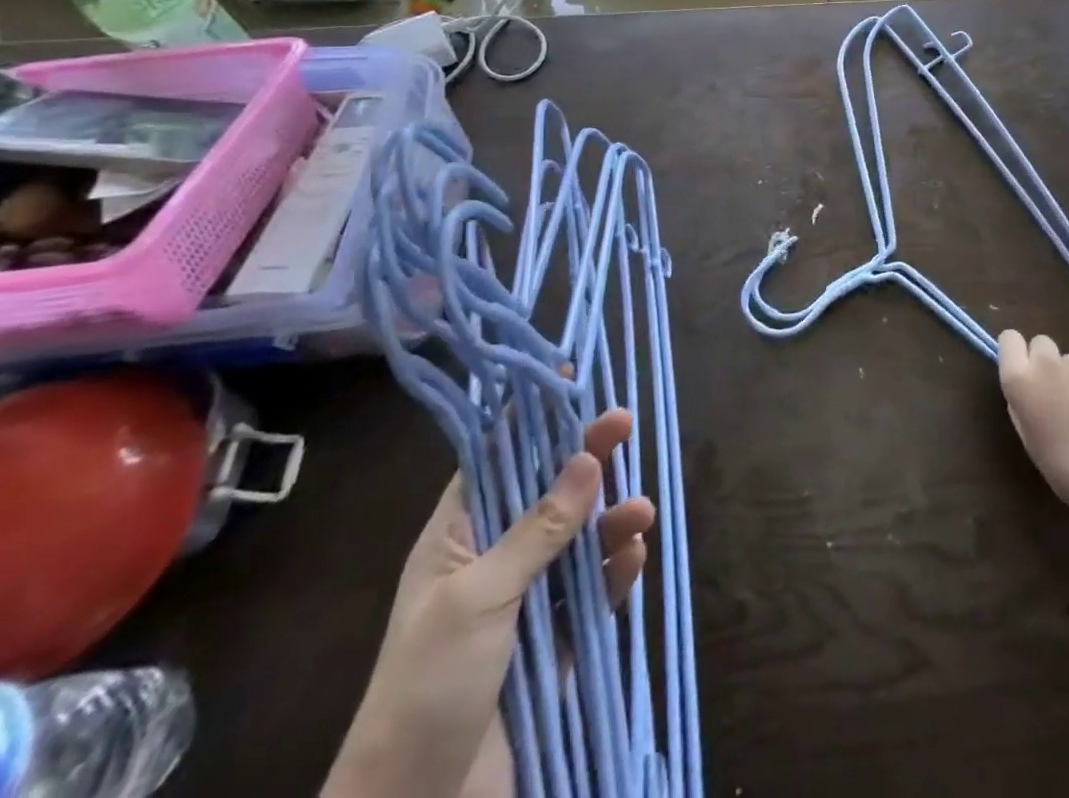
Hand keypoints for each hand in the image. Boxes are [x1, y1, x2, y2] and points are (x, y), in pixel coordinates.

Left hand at [326, 409, 654, 797]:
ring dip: (610, 521)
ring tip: (640, 513)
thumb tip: (587, 460)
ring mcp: (529, 600)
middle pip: (549, 492)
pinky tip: (634, 558)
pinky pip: (594, 591)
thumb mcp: (477, 599)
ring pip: (579, 540)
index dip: (531, 421)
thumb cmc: (428, 686)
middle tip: (625, 422)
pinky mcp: (558, 640)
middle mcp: (496, 559)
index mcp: (459, 538)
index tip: (570, 382)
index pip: (498, 461)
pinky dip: (615, 572)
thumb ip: (537, 530)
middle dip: (586, 459)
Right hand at [998, 330, 1068, 540]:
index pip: (1009, 338)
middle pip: (1041, 343)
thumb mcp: (1028, 436)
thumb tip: (1029, 388)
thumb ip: (1022, 402)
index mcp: (1020, 380)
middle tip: (1056, 393)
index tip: (1023, 370)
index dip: (1016, 351)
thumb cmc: (1063, 469)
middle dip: (1044, 361)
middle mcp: (1047, 363)